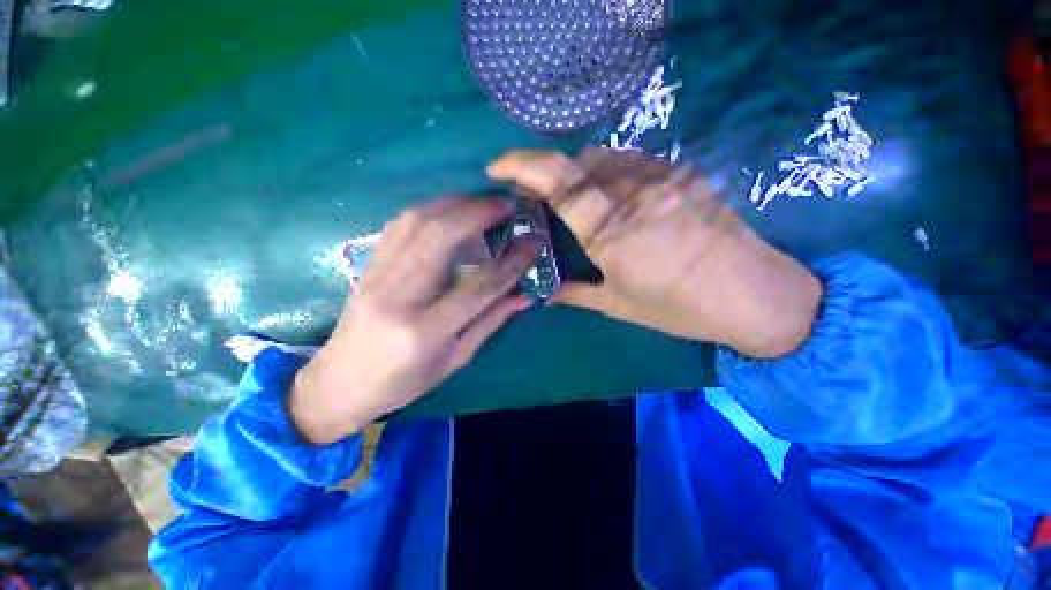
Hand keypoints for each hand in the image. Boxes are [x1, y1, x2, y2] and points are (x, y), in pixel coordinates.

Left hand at [291, 197, 539, 444]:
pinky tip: (448, 211)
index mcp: (426, 330)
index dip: (511, 262)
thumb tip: (524, 295)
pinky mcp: (367, 266)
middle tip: (506, 206)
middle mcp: (399, 296)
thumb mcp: (455, 359)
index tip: (533, 243)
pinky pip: (399, 225)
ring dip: (454, 204)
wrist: (339, 383)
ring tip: (482, 203)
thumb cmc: (404, 382)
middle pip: (441, 238)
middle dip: (479, 214)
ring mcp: (377, 276)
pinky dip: (429, 210)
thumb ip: (490, 322)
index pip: (479, 286)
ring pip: (417, 222)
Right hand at [488, 148, 820, 357]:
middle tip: (536, 197)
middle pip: (575, 162)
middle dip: (546, 174)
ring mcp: (660, 179)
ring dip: (577, 173)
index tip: (497, 168)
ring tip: (572, 199)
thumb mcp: (619, 305)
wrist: (753, 294)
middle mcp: (632, 196)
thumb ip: (575, 295)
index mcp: (611, 232)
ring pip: (602, 157)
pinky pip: (630, 161)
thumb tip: (544, 294)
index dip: (521, 165)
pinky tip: (610, 196)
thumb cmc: (680, 307)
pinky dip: (606, 172)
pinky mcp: (680, 175)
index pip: (558, 180)